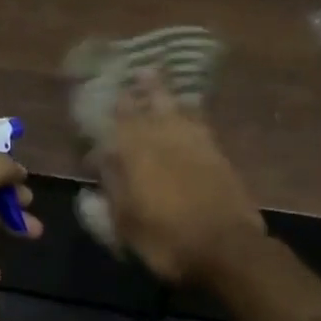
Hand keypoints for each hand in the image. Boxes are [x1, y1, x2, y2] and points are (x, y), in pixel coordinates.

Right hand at [93, 71, 264, 284]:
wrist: (227, 248)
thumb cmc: (167, 241)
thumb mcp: (125, 226)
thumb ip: (109, 195)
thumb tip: (93, 177)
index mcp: (133, 155)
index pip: (115, 124)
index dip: (106, 111)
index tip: (97, 99)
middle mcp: (161, 140)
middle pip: (145, 107)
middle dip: (134, 90)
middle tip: (126, 72)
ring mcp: (192, 142)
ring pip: (172, 107)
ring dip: (160, 90)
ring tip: (151, 73)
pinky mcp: (216, 151)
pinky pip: (198, 119)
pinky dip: (190, 107)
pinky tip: (188, 101)